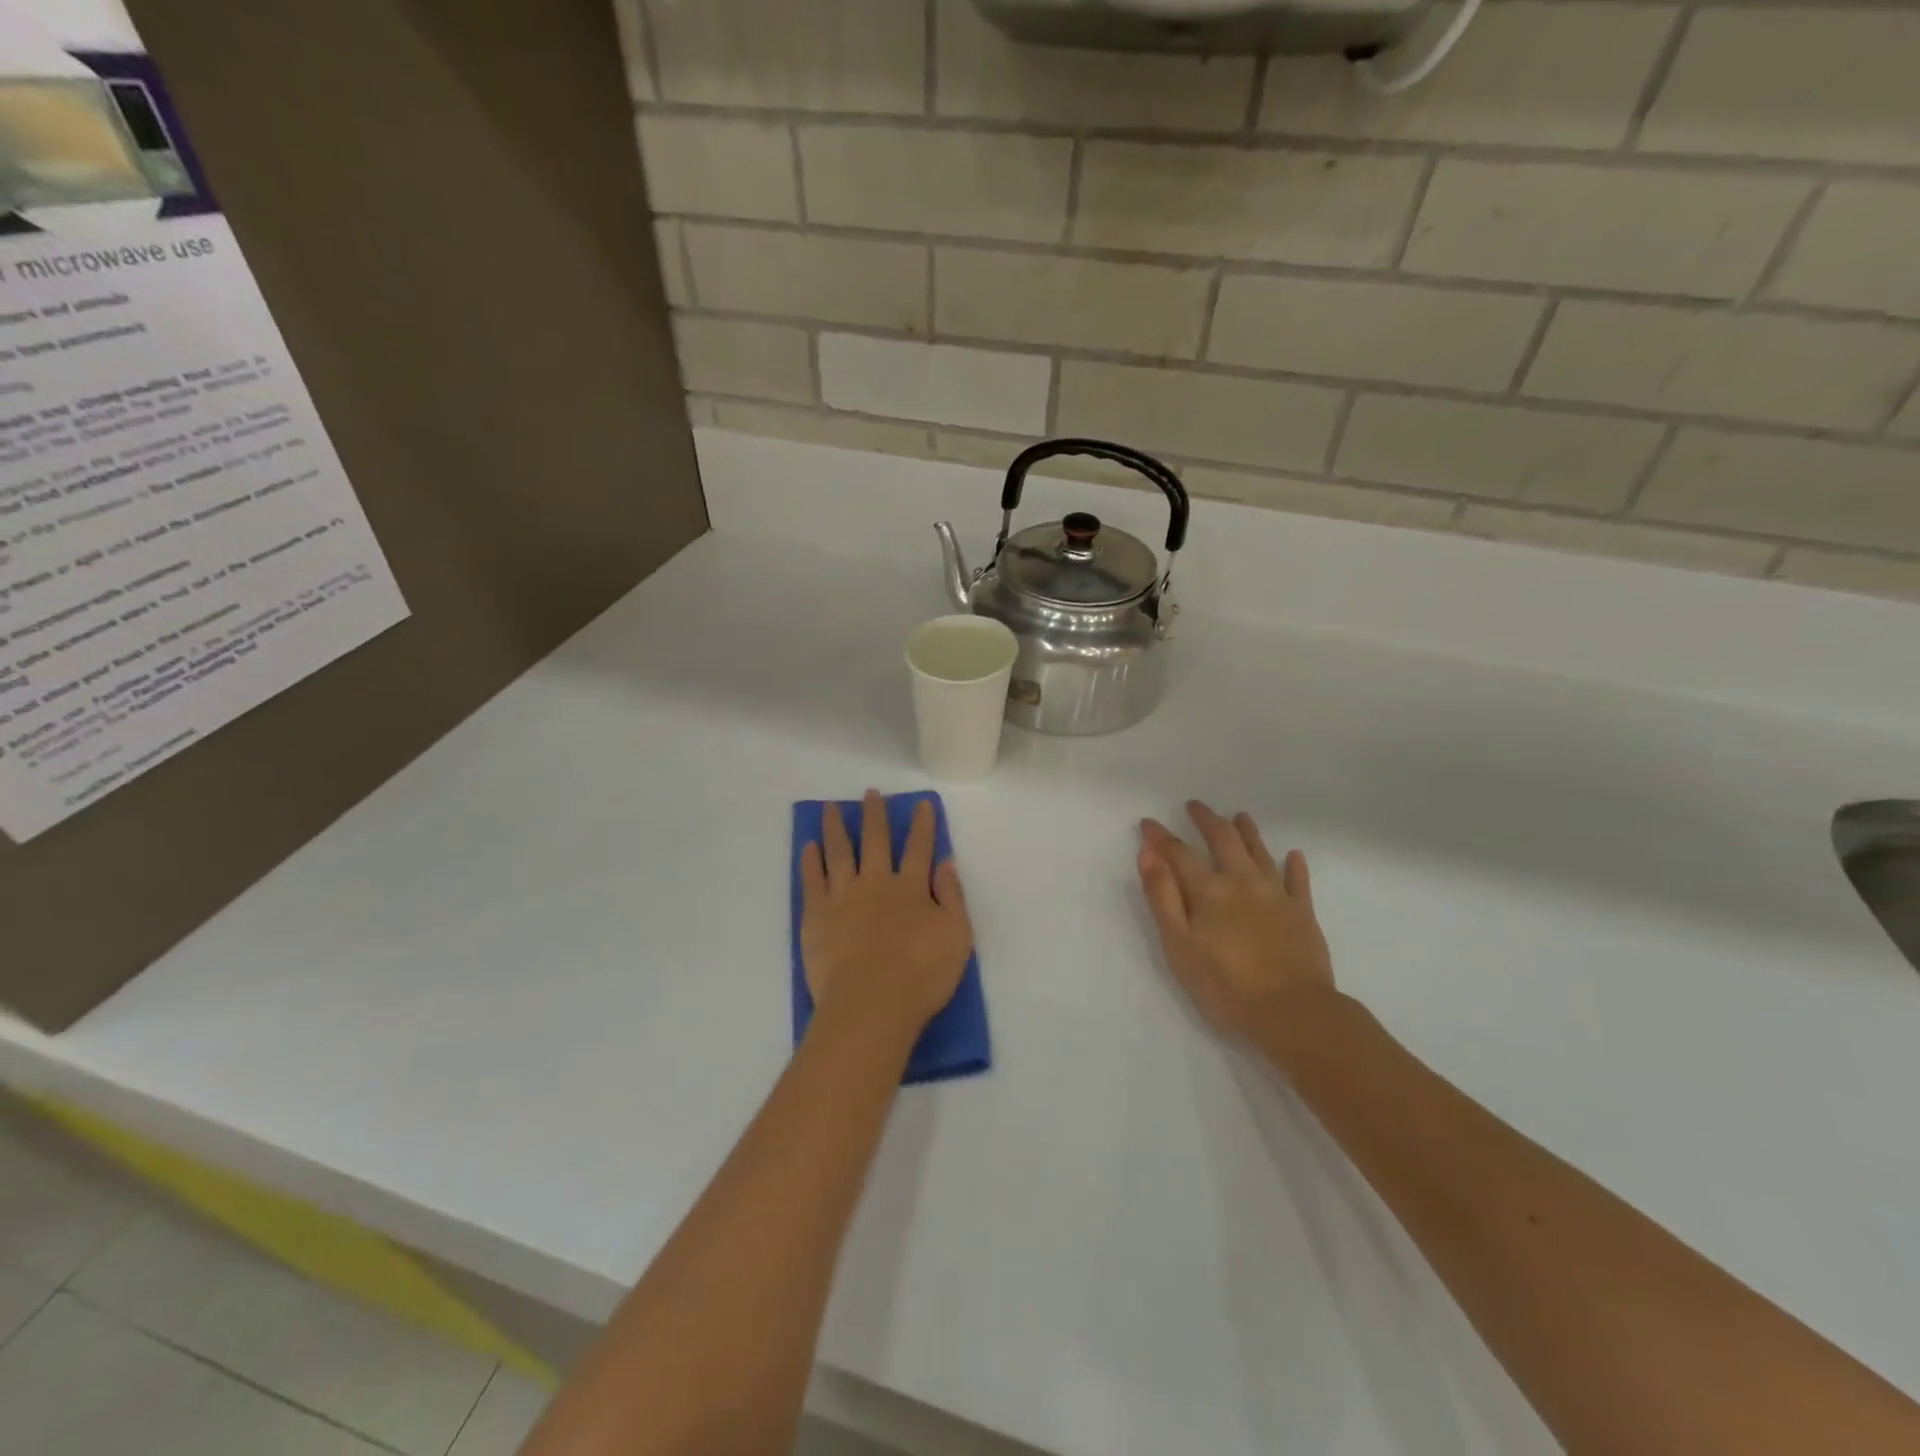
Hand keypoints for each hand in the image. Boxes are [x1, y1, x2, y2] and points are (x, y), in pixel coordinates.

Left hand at [800, 790, 973, 1041]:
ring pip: (838, 852)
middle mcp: (876, 882)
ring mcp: (842, 896)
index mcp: (911, 887)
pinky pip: (812, 879)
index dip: (922, 825)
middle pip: (875, 840)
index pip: (919, 848)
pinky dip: (811, 860)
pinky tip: (809, 846)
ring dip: (835, 828)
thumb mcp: (957, 936)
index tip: (921, 804)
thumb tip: (946, 862)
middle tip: (870, 793)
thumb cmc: (921, 975)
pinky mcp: (816, 915)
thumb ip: (952, 896)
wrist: (871, 1005)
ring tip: (830, 808)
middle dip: (874, 814)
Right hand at [1137, 801, 1337, 1044]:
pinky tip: (1294, 855)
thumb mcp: (1179, 946)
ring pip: (1260, 852)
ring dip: (1247, 832)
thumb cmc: (1225, 985)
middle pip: (1223, 840)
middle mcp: (1242, 881)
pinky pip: (1299, 881)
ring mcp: (1277, 895)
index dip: (1160, 837)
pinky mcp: (1303, 913)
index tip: (1148, 823)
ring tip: (1239, 816)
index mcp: (1209, 890)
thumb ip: (1163, 897)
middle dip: (1206, 820)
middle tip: (1195, 805)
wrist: (1293, 1013)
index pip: (1178, 853)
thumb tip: (1148, 854)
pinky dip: (1294, 865)